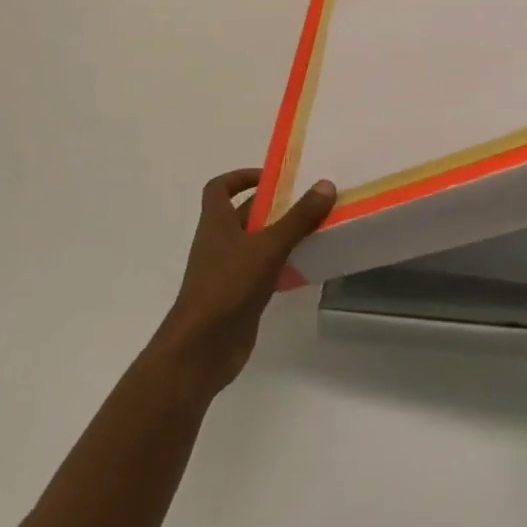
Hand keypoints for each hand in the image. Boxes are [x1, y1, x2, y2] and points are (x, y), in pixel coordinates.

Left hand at [151, 168, 336, 394]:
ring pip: (254, 243)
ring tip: (313, 230)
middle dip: (271, 206)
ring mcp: (227, 271)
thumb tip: (325, 185)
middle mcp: (218, 243)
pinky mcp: (238, 296)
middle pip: (242, 214)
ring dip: (279, 235)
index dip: (240, 177)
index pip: (219, 188)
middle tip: (306, 202)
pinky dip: (280, 265)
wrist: (202, 348)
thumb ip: (298, 218)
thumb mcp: (268, 247)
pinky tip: (305, 267)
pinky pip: (261, 271)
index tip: (270, 177)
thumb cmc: (228, 286)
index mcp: (216, 222)